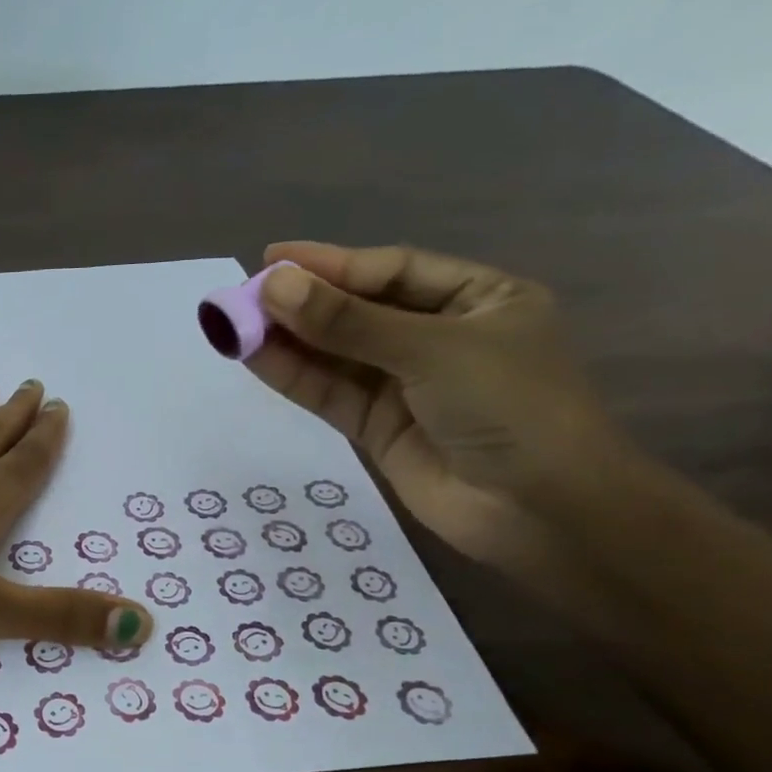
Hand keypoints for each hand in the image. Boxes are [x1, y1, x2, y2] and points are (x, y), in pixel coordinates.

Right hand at [246, 241, 628, 570]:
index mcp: (476, 299)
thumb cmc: (510, 407)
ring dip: (289, 341)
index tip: (272, 260)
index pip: (392, 271)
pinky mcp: (377, 428)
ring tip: (234, 325)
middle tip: (242, 296)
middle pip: (359, 312)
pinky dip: (294, 377)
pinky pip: (330, 393)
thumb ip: (348, 323)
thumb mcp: (432, 351)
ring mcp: (405, 386)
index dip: (331, 265)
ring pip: (337, 355)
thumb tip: (274, 287)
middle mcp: (438, 337)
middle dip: (303, 304)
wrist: (537, 510)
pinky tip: (255, 358)